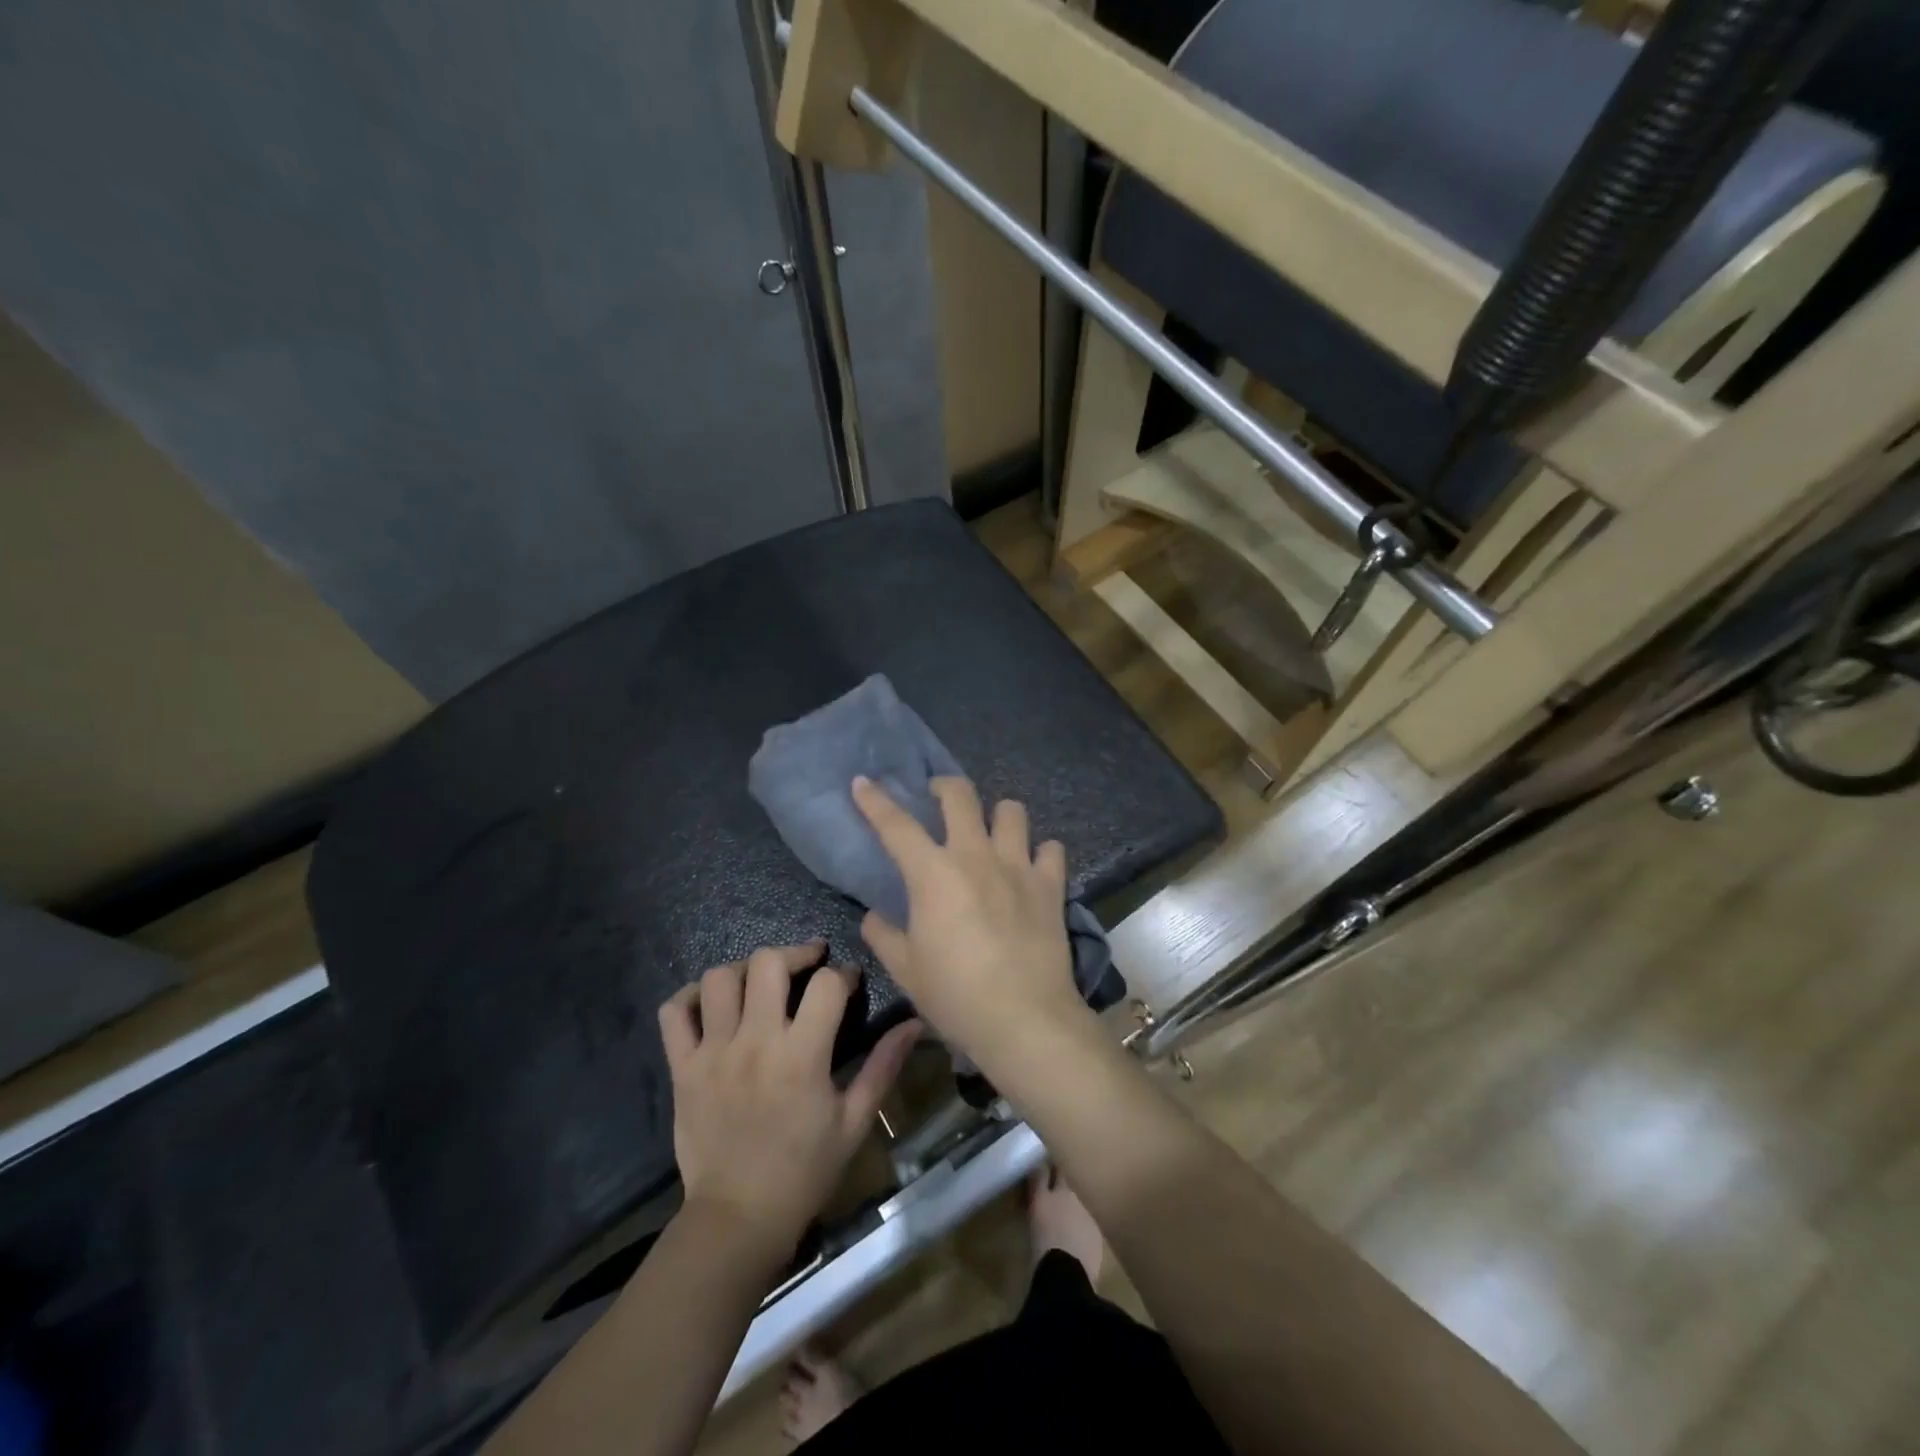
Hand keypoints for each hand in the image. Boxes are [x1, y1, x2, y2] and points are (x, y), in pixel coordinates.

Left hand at [658, 943, 919, 1262]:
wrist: (737, 1219)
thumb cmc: (804, 1171)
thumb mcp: (854, 1121)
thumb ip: (883, 1066)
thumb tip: (914, 1023)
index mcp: (801, 1055)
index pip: (825, 984)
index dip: (843, 974)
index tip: (849, 982)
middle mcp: (755, 1042)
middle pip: (768, 962)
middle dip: (794, 954)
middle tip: (807, 965)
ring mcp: (713, 1052)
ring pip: (720, 978)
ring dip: (744, 970)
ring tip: (760, 983)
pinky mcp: (682, 1068)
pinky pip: (674, 1012)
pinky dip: (690, 996)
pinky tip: (713, 1003)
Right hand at [852, 776, 1091, 1076]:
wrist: (1025, 1019)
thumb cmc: (956, 995)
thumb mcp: (906, 970)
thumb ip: (884, 935)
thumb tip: (875, 917)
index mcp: (934, 874)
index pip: (896, 825)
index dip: (875, 800)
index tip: (863, 781)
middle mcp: (976, 856)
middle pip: (960, 795)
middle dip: (943, 786)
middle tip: (936, 798)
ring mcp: (1018, 866)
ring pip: (1012, 811)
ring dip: (997, 815)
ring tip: (991, 832)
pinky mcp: (1050, 885)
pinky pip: (1050, 849)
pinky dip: (1040, 852)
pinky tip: (1032, 867)